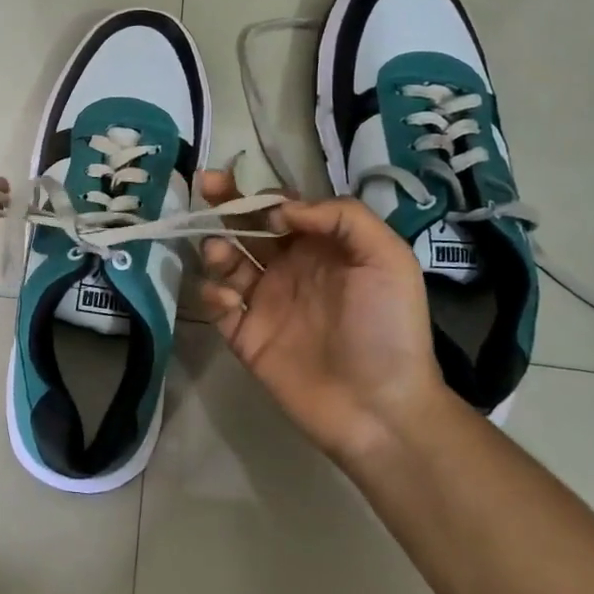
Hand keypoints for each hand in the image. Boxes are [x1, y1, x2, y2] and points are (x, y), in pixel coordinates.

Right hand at [197, 169, 443, 459]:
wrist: (380, 407)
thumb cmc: (388, 328)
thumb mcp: (387, 259)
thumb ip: (342, 218)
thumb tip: (283, 208)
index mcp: (320, 247)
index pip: (282, 208)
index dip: (263, 196)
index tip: (258, 202)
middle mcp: (288, 268)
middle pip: (246, 226)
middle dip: (224, 203)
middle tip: (205, 185)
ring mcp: (264, 302)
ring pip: (226, 261)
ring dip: (216, 247)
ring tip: (221, 254)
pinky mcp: (245, 335)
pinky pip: (217, 305)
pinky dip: (213, 294)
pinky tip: (230, 300)